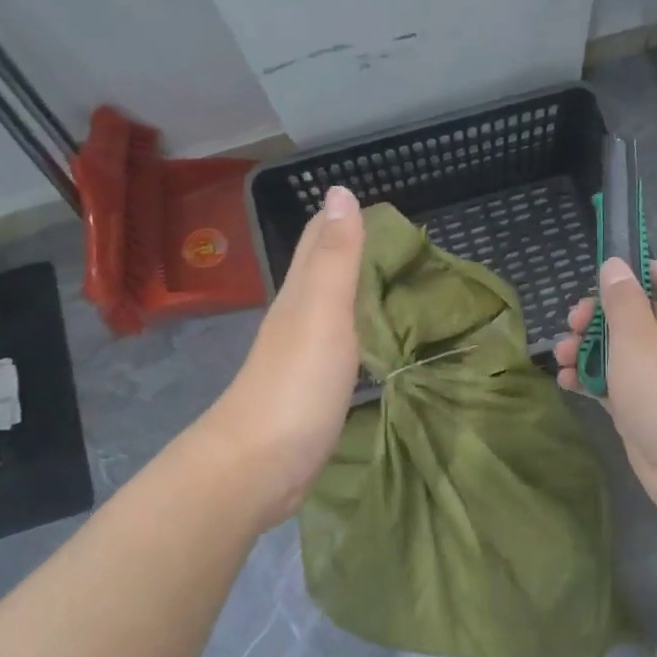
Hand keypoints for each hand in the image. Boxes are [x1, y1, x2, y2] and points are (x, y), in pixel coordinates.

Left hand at [199, 186, 364, 527]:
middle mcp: (297, 320)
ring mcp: (302, 360)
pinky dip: (358, 337)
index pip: (319, 243)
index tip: (381, 206)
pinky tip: (372, 344)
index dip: (341, 219)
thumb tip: (338, 190)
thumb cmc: (296, 384)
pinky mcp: (312, 394)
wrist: (257, 466)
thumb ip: (336, 257)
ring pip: (331, 313)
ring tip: (393, 285)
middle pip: (323, 275)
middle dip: (351, 251)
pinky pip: (340, 351)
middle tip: (399, 242)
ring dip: (356, 294)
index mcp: (299, 296)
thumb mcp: (323, 312)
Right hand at [555, 257, 656, 528]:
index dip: (641, 271)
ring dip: (587, 349)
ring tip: (561, 357)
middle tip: (572, 324)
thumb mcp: (637, 335)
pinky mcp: (645, 409)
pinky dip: (591, 380)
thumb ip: (621, 299)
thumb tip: (616, 264)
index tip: (606, 282)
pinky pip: (615, 385)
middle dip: (598, 316)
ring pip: (620, 351)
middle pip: (636, 313)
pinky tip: (566, 382)